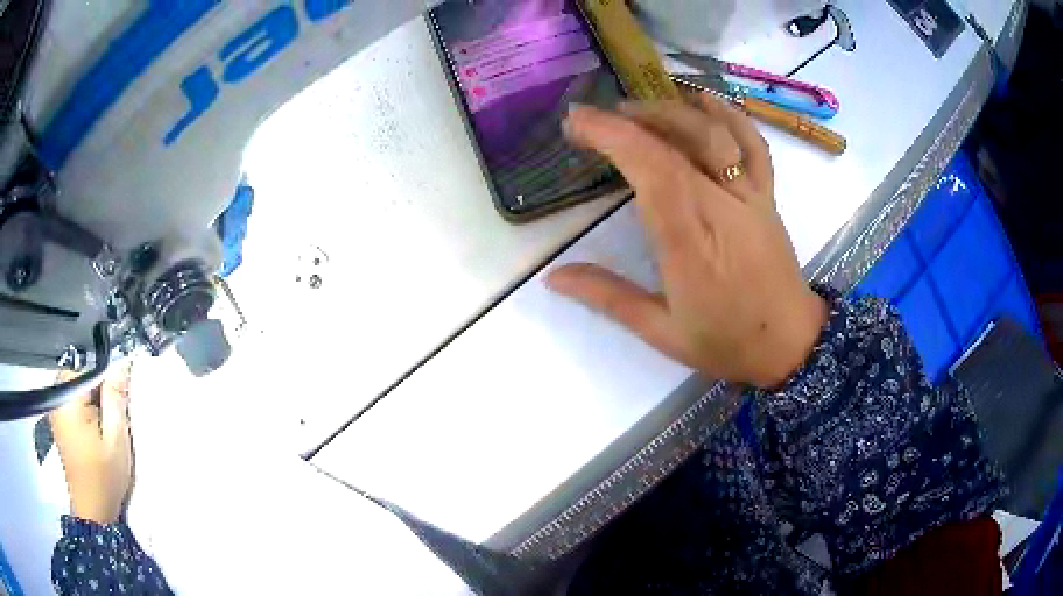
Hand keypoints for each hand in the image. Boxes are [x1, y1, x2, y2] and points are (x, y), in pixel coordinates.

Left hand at [49, 365, 133, 524]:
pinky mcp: (57, 422)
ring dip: (91, 404)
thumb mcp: (116, 439)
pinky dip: (83, 413)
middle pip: (81, 377)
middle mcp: (57, 398)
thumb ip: (116, 397)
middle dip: (97, 393)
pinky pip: (71, 403)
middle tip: (109, 423)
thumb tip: (122, 363)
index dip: (108, 384)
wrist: (93, 511)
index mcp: (69, 397)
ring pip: (77, 390)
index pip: (91, 369)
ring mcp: (55, 410)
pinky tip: (92, 436)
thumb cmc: (104, 477)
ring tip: (102, 432)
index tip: (118, 406)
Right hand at [548, 96, 826, 388]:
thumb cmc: (726, 342)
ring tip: (635, 108)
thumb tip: (552, 277)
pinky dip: (730, 115)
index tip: (577, 123)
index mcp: (692, 246)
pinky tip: (704, 98)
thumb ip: (608, 297)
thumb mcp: (662, 332)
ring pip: (714, 136)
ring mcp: (751, 198)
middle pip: (679, 144)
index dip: (614, 138)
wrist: (790, 344)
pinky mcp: (767, 196)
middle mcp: (724, 209)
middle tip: (592, 117)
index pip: (653, 172)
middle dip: (629, 120)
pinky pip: (753, 145)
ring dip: (671, 111)